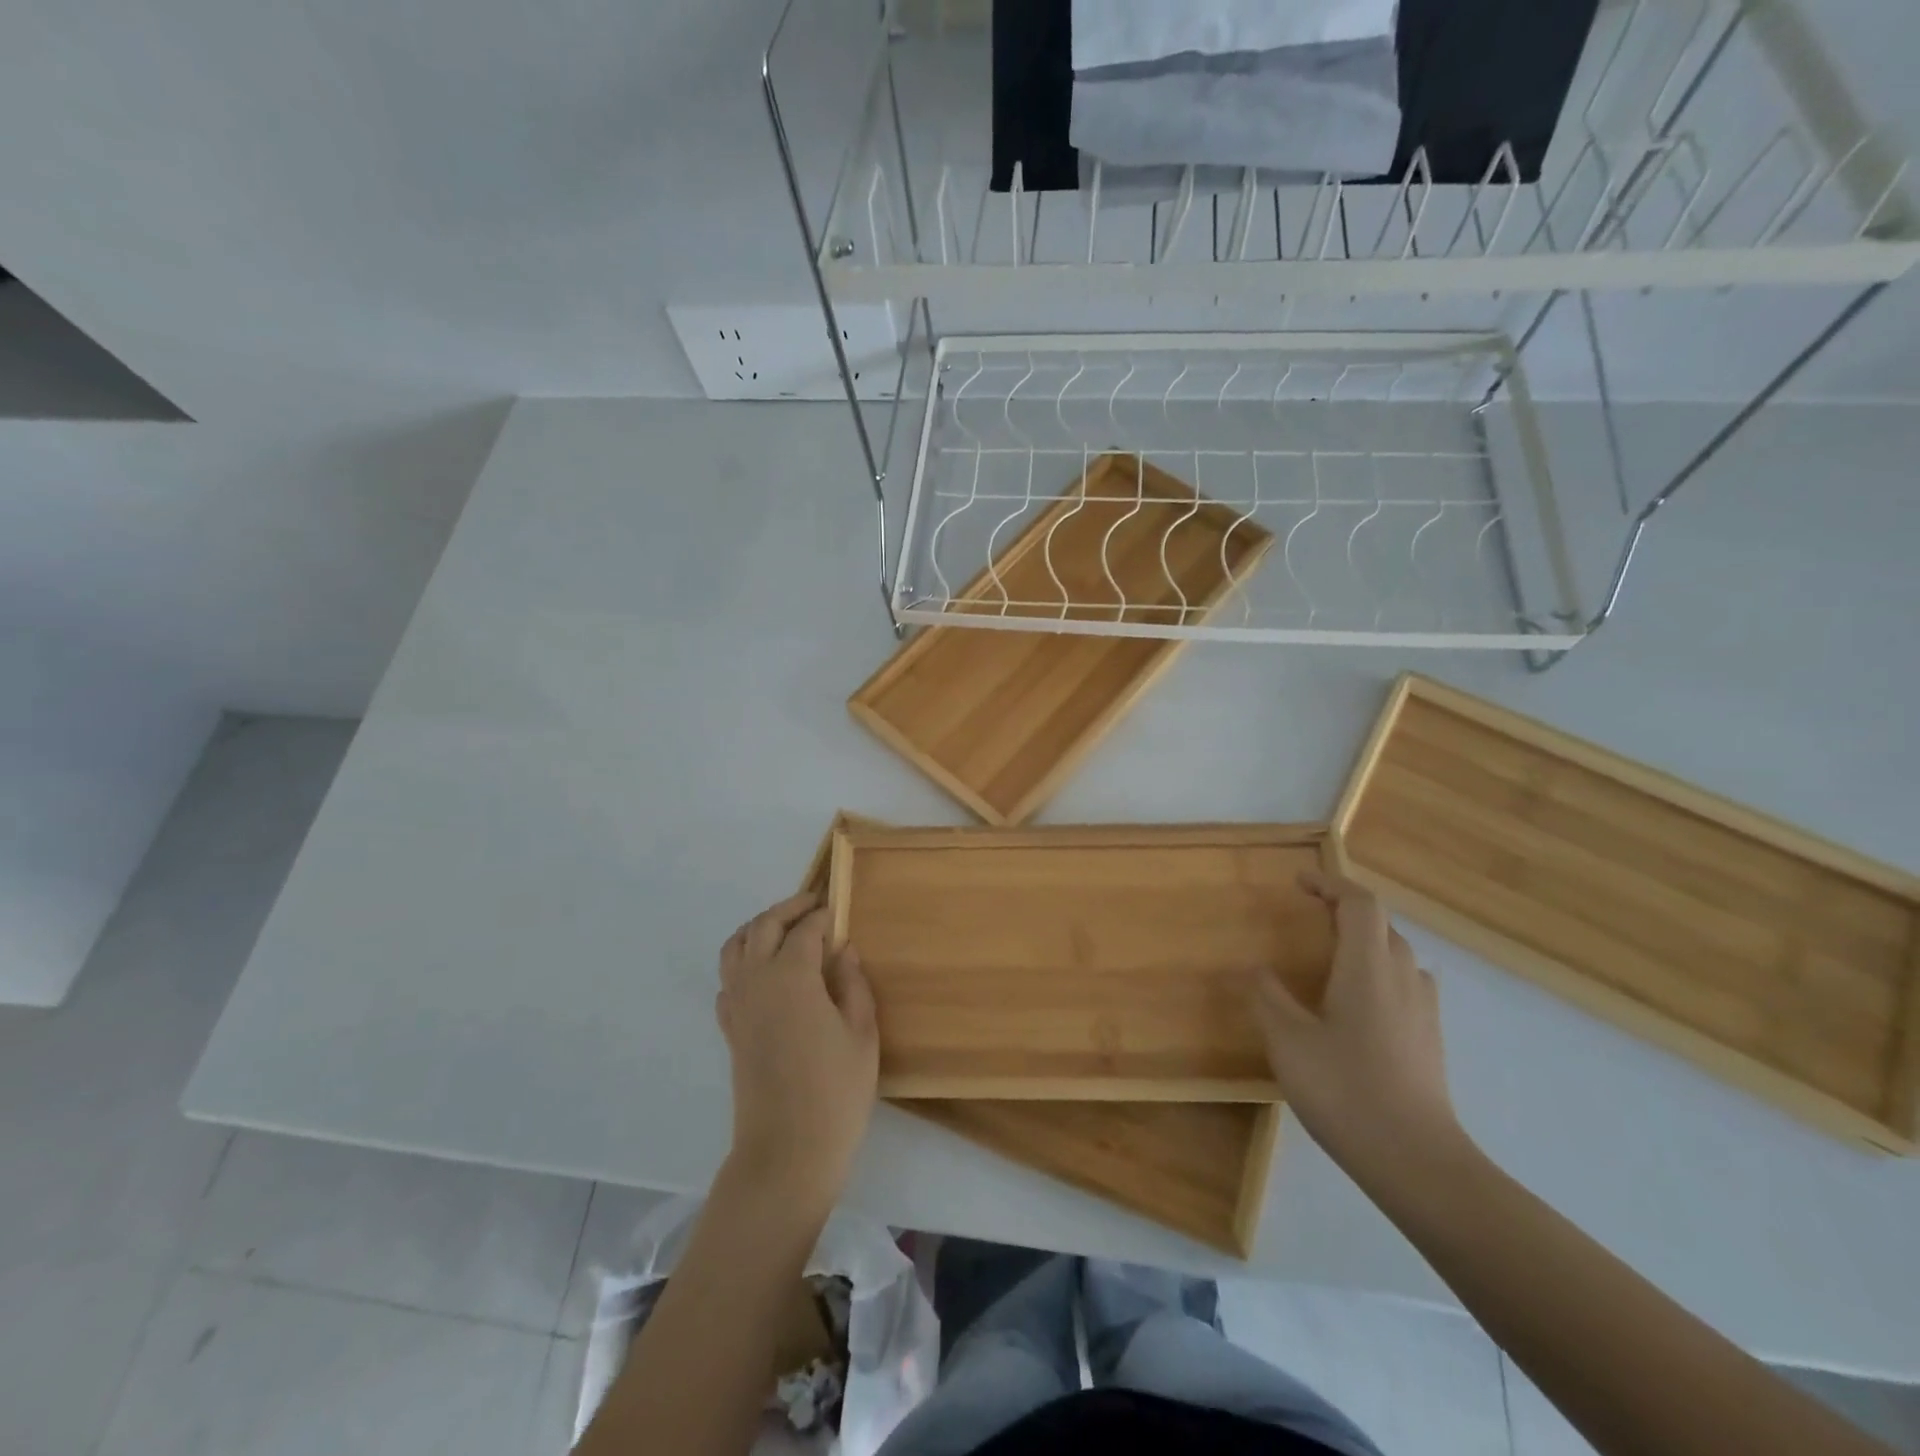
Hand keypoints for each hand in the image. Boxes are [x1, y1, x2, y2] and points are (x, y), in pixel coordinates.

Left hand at [716, 893, 878, 1212]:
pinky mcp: (730, 1029)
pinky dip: (742, 962)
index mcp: (792, 976)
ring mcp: (738, 1005)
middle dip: (788, 909)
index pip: (805, 929)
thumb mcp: (861, 1033)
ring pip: (734, 947)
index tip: (838, 908)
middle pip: (763, 926)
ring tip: (784, 929)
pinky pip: (727, 980)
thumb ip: (852, 983)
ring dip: (757, 928)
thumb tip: (843, 950)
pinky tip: (764, 974)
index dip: (823, 914)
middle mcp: (757, 981)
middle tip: (814, 905)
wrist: (787, 1151)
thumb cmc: (836, 1091)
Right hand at [1251, 870, 1467, 1178]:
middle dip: (1345, 910)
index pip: (1360, 903)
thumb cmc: (1345, 1090)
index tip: (1299, 882)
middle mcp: (1403, 978)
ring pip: (1397, 955)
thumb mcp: (1288, 1041)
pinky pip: (1405, 984)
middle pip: (1381, 925)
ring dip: (1365, 942)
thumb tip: (1257, 969)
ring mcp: (1423, 1010)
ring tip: (1331, 956)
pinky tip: (1357, 1004)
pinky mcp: (1429, 1039)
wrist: (1416, 1161)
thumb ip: (1269, 998)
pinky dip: (1378, 973)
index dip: (1330, 883)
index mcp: (1368, 967)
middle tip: (1309, 917)